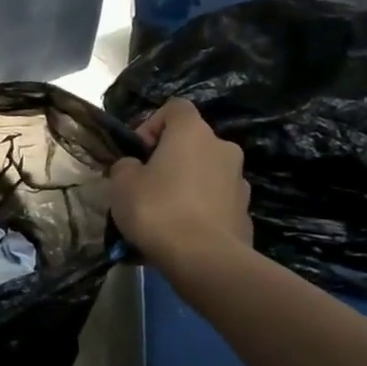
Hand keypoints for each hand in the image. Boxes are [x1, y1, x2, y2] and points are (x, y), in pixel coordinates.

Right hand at [110, 99, 253, 281]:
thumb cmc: (157, 209)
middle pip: (192, 143)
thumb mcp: (122, 184)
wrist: (204, 258)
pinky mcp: (244, 211)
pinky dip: (199, 210)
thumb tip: (135, 167)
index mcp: (193, 133)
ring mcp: (239, 180)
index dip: (152, 124)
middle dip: (169, 160)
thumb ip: (126, 166)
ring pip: (204, 174)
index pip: (175, 107)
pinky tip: (181, 234)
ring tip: (162, 216)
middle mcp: (222, 148)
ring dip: (185, 186)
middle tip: (146, 186)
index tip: (138, 152)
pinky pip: (214, 202)